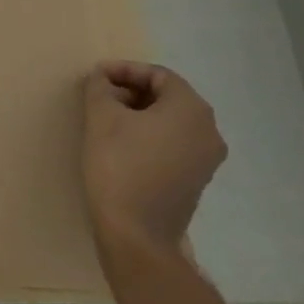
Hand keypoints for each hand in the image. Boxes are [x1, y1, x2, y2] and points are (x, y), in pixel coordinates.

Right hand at [81, 60, 226, 253]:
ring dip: (140, 113)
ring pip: (172, 121)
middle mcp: (209, 130)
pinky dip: (150, 135)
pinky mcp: (196, 180)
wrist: (136, 233)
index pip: (158, 75)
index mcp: (191, 109)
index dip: (125, 70)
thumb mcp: (101, 118)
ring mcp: (207, 158)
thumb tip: (102, 78)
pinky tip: (122, 145)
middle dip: (132, 91)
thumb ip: (100, 88)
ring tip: (106, 119)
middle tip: (99, 96)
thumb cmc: (119, 166)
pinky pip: (174, 144)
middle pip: (168, 97)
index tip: (95, 76)